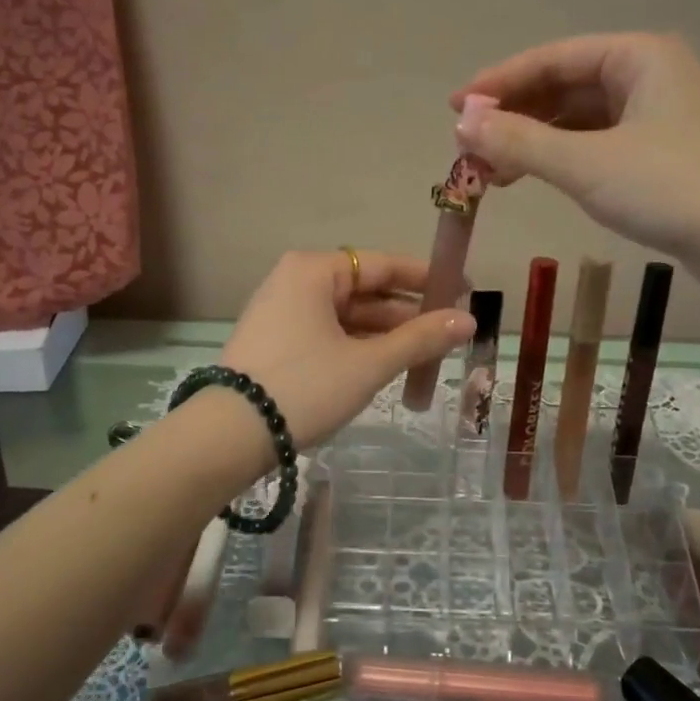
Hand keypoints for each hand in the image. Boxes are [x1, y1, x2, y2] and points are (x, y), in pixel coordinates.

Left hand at [219, 249, 474, 448]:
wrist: (230, 436)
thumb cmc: (305, 387)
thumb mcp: (368, 364)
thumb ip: (420, 339)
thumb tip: (470, 321)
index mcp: (313, 271)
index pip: (382, 264)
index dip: (426, 278)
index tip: (463, 290)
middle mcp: (293, 282)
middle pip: (364, 290)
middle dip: (407, 313)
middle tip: (450, 331)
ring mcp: (280, 313)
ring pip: (346, 316)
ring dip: (385, 334)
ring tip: (426, 354)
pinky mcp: (274, 343)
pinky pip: (327, 334)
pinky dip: (357, 347)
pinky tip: (386, 364)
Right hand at [449, 33, 699, 302]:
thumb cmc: (673, 188)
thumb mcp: (587, 163)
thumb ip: (520, 142)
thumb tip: (462, 123)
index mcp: (637, 57)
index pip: (551, 59)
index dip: (498, 83)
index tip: (454, 108)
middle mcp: (648, 77)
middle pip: (563, 87)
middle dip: (513, 117)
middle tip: (467, 150)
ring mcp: (656, 118)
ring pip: (578, 120)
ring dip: (532, 141)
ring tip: (491, 172)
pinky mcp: (660, 157)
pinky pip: (595, 145)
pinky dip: (560, 159)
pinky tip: (534, 178)